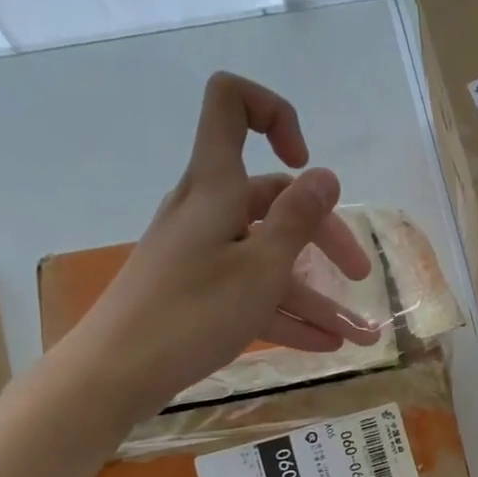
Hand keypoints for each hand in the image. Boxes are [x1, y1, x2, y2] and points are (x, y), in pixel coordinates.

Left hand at [70, 72, 379, 413]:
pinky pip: (251, 294)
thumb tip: (325, 175)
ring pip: (268, 260)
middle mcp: (207, 212)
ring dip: (316, 295)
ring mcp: (202, 255)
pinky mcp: (197, 294)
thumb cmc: (192, 313)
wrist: (117, 373)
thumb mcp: (260, 268)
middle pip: (273, 201)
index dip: (275, 114)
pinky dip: (287, 315)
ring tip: (360, 334)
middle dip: (325, 237)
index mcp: (216, 186)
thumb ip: (297, 220)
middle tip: (359, 274)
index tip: (305, 162)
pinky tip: (326, 345)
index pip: (232, 103)